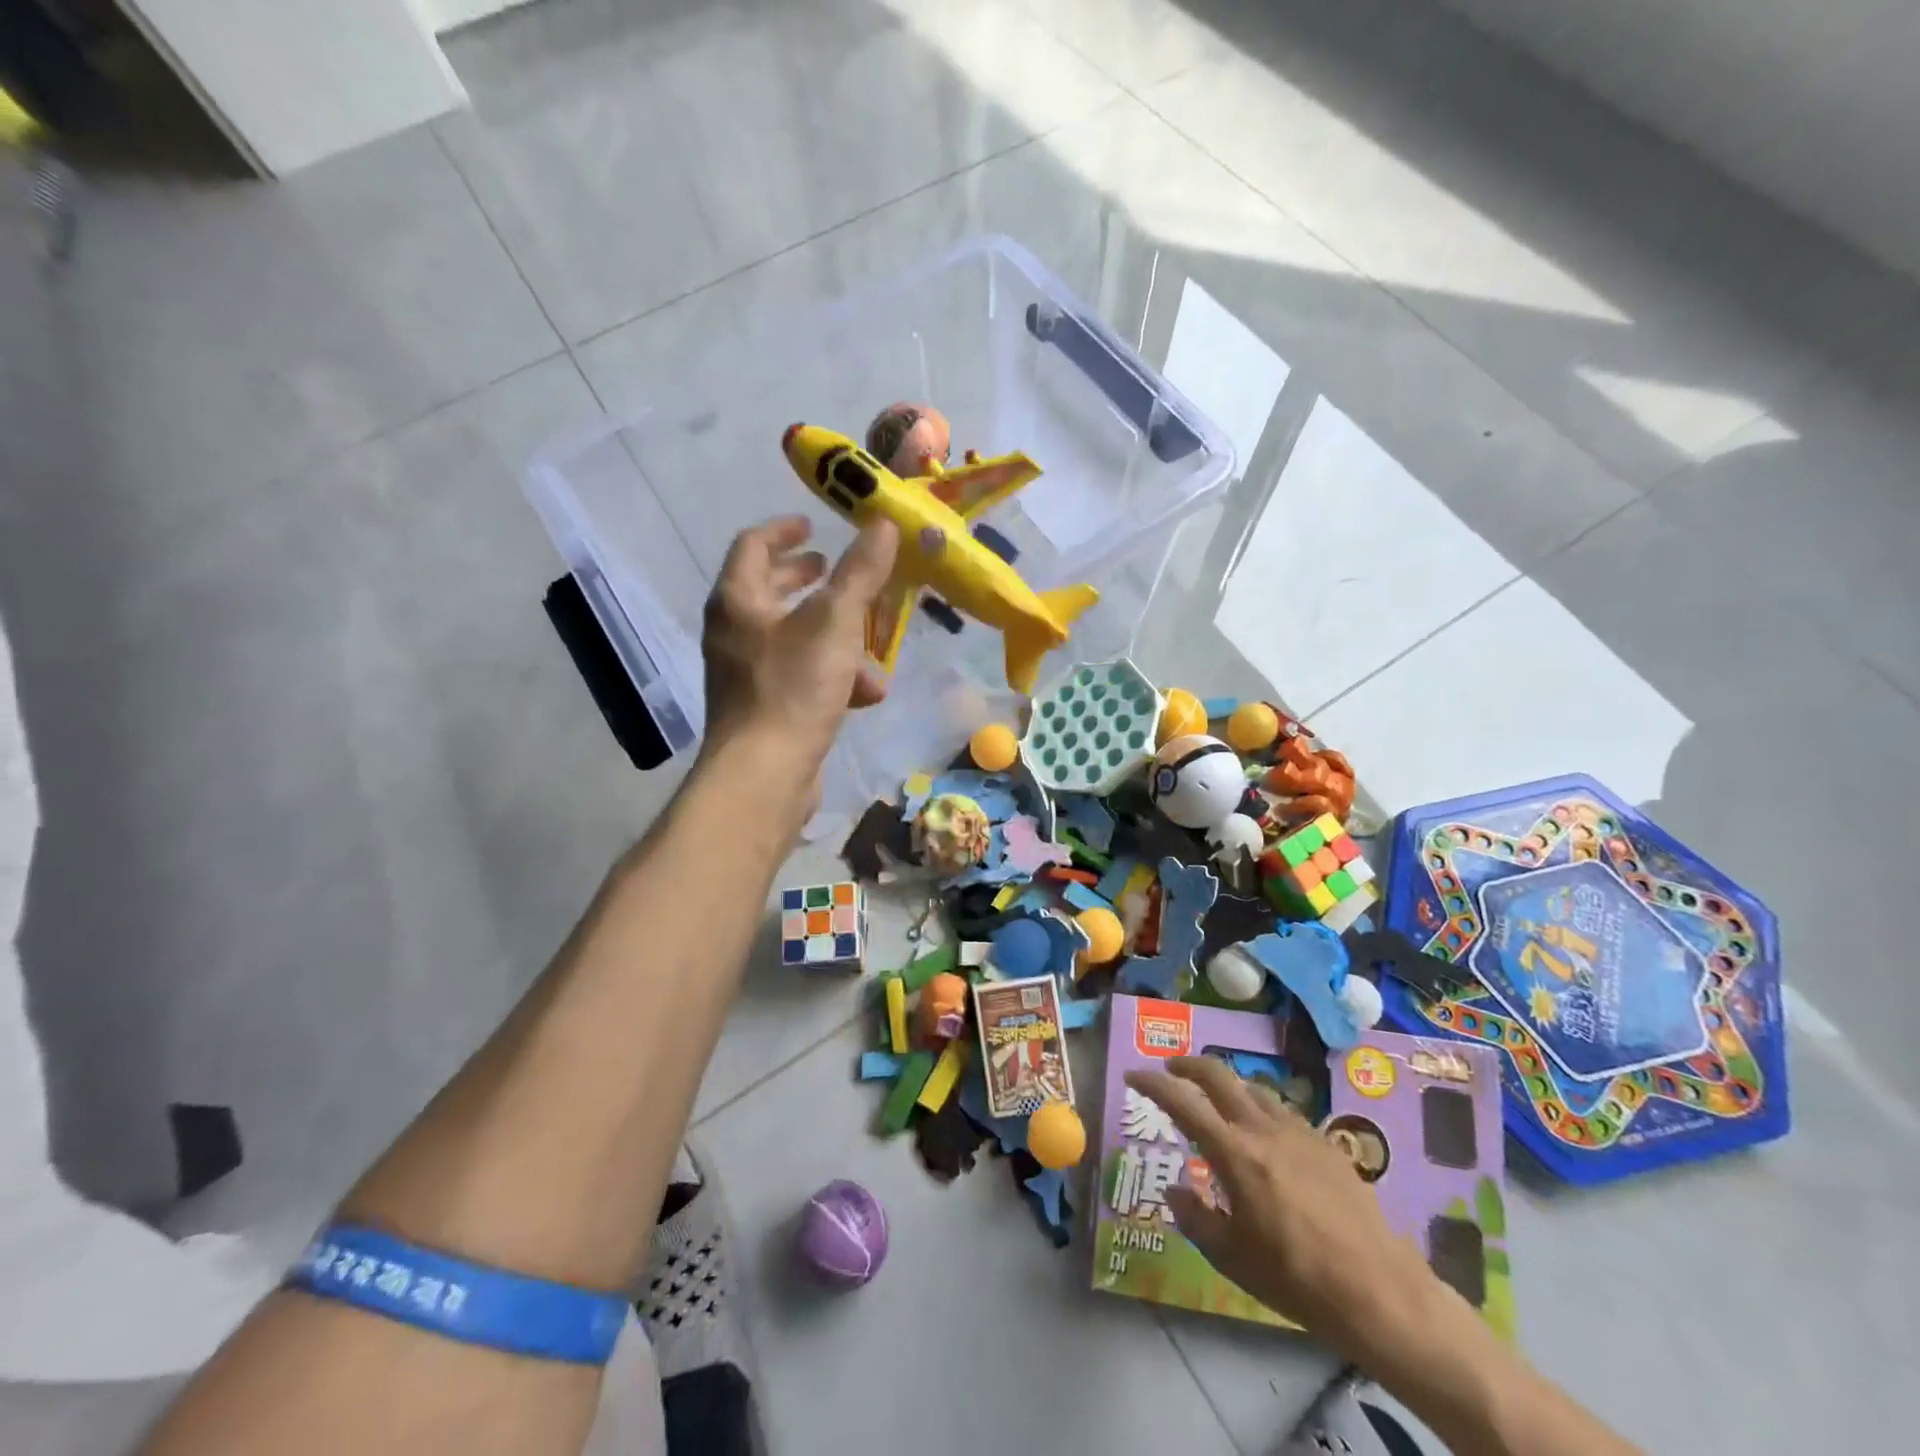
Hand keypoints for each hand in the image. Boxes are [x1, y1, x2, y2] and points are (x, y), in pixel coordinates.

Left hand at [701, 514, 898, 770]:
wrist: (765, 774)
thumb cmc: (793, 687)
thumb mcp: (834, 623)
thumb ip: (860, 572)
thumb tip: (884, 524)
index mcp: (737, 601)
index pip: (752, 545)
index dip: (784, 530)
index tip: (813, 526)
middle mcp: (733, 633)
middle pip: (768, 590)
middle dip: (807, 580)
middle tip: (834, 571)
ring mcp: (745, 674)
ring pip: (792, 637)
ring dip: (833, 634)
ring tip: (870, 644)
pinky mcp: (763, 710)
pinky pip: (800, 677)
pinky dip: (832, 675)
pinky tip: (866, 694)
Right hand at [1124, 1057, 1446, 1362]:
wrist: (1381, 1293)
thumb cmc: (1297, 1280)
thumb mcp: (1233, 1258)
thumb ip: (1196, 1218)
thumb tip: (1174, 1191)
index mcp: (1234, 1154)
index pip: (1182, 1103)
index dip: (1153, 1083)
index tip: (1133, 1074)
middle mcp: (1263, 1130)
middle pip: (1219, 1075)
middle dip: (1189, 1064)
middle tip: (1171, 1068)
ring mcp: (1299, 1132)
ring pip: (1253, 1089)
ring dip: (1227, 1084)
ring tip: (1217, 1101)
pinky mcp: (1327, 1144)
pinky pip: (1282, 1111)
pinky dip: (1259, 1108)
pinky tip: (1264, 1134)